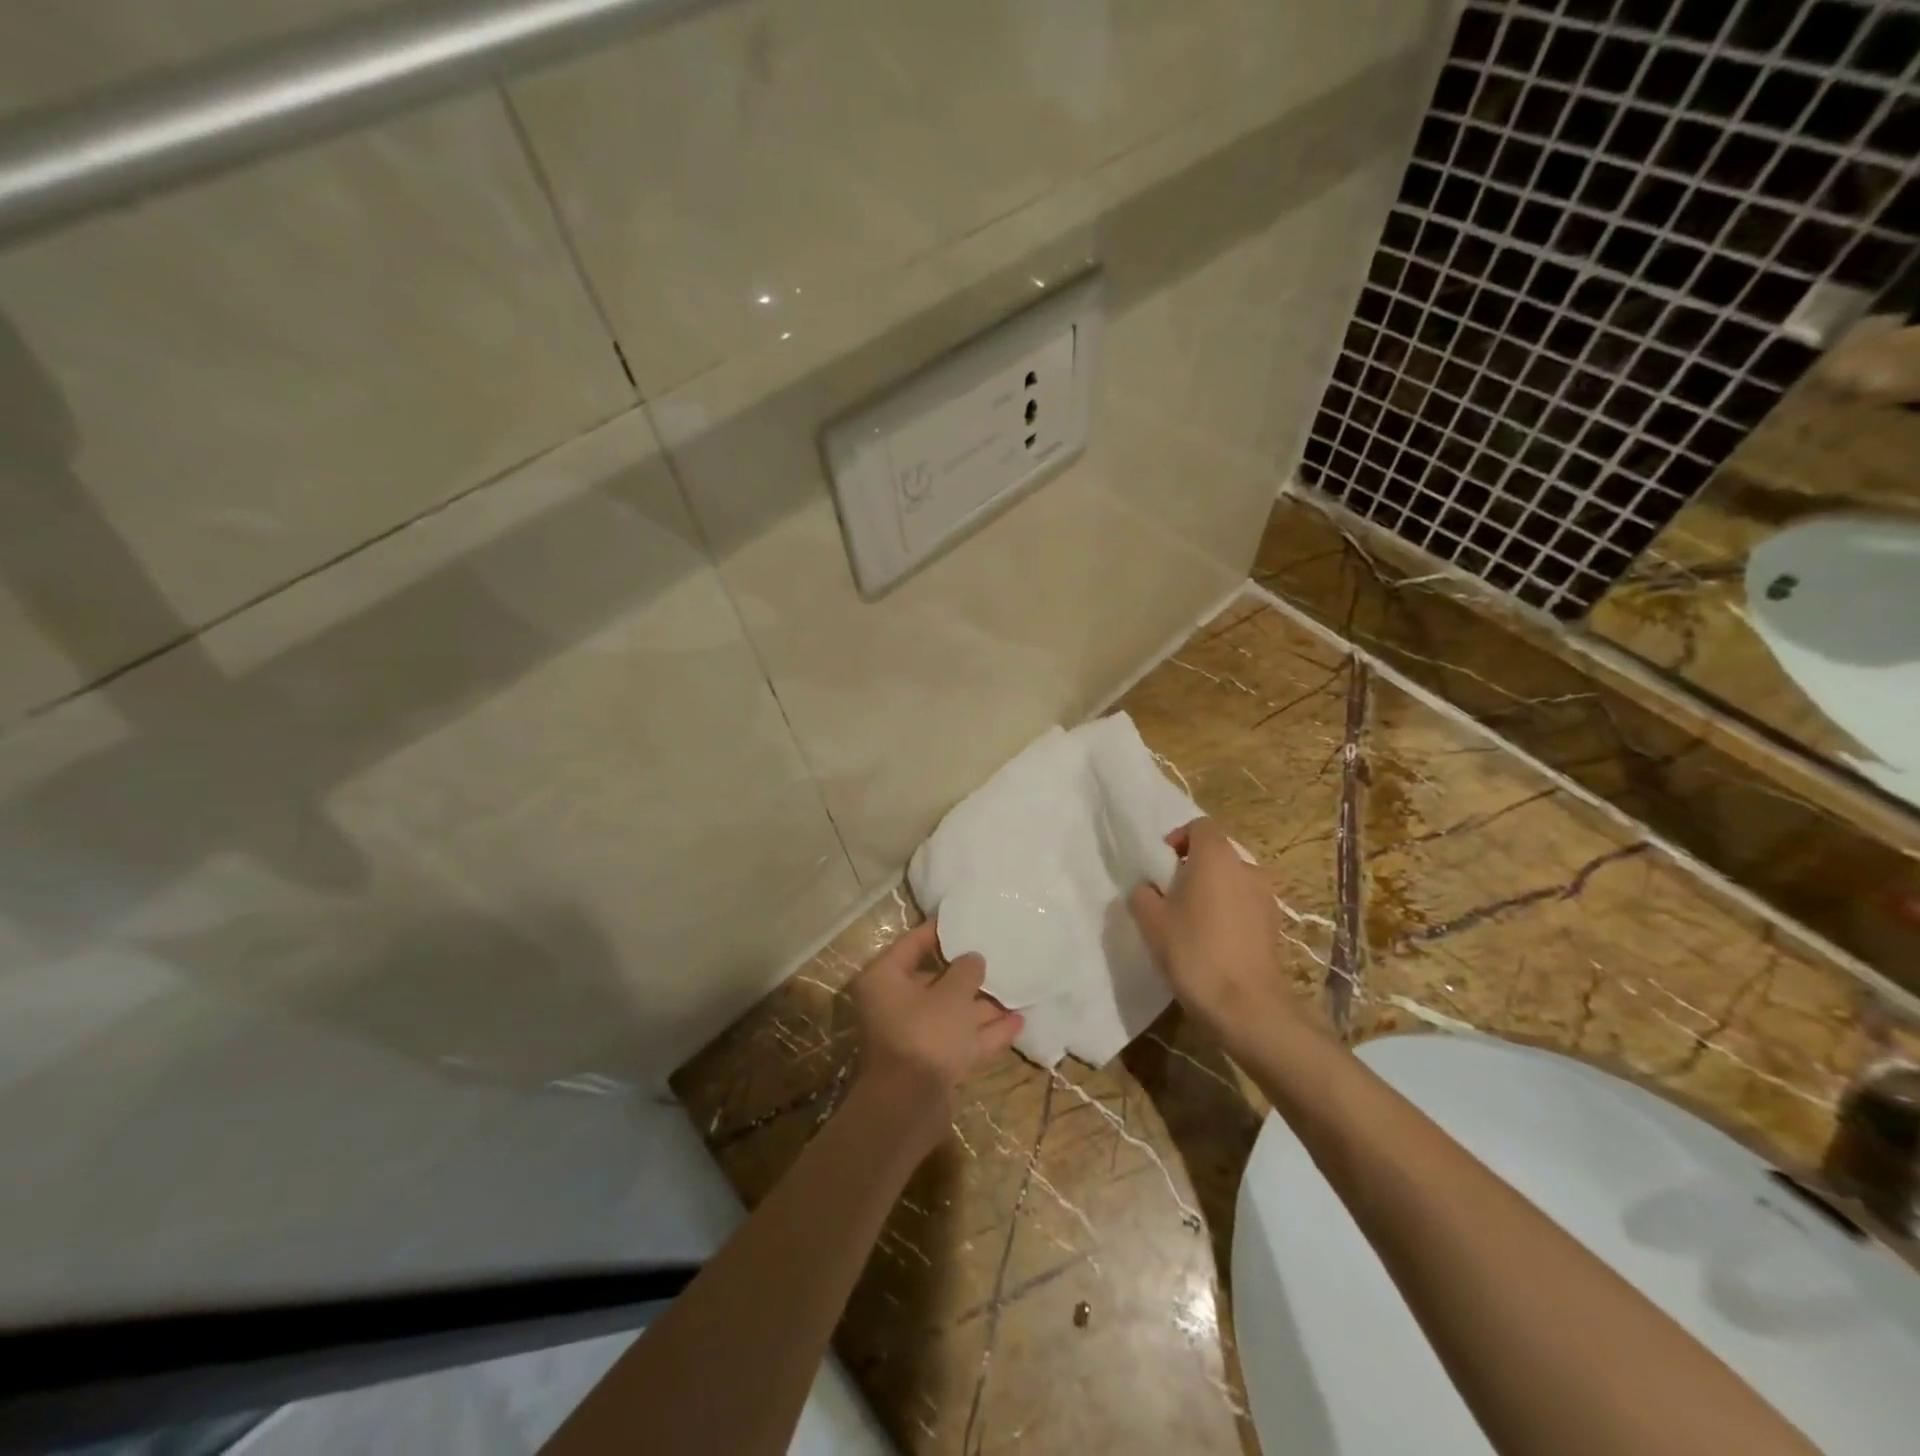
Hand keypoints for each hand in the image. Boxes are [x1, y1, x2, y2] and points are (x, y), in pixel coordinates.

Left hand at [849, 920, 1023, 1133]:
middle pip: (936, 981)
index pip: (913, 943)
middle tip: (999, 958)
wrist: (910, 1106)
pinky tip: (1018, 1023)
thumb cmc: (925, 1034)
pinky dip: (985, 1033)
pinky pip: (961, 1040)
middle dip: (970, 975)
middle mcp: (895, 1004)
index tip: (965, 918)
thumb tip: (973, 959)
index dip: (940, 931)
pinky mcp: (932, 1063)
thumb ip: (966, 971)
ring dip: (983, 1006)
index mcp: (886, 979)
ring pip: (952, 1013)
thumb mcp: (951, 995)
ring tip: (1018, 990)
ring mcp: (914, 1036)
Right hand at [1128, 817, 1300, 1036]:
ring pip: (1231, 880)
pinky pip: (1244, 905)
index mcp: (1216, 856)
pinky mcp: (1274, 925)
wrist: (1246, 1005)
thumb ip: (1143, 894)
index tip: (1161, 866)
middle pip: (1216, 853)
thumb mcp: (1151, 921)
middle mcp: (1246, 868)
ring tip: (1191, 922)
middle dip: (1192, 868)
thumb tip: (1148, 889)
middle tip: (1170, 896)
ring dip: (1211, 891)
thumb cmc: (1194, 951)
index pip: (1199, 826)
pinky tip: (1213, 942)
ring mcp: (1265, 897)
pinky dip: (1228, 913)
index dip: (1177, 839)